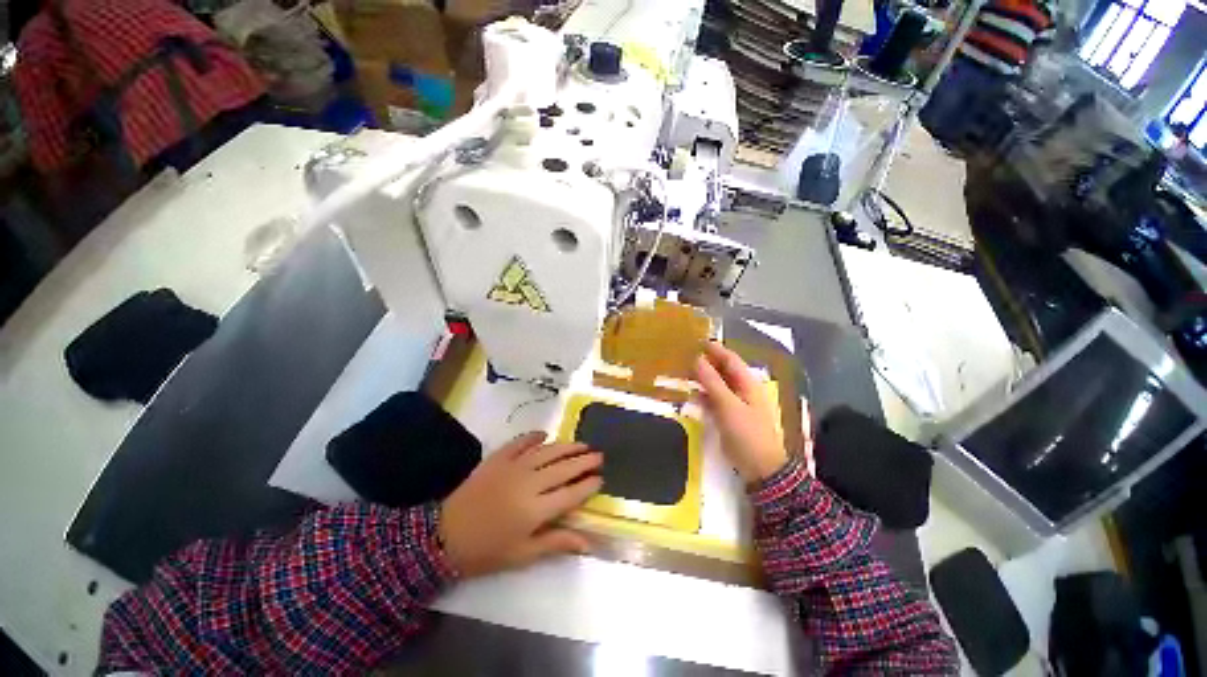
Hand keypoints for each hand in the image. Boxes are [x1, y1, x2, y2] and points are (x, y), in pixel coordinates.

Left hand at [439, 431, 602, 577]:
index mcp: (536, 510)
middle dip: (584, 461)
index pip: (571, 493)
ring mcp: (513, 467)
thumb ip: (556, 543)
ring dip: (567, 446)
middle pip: (564, 468)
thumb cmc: (487, 551)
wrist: (444, 536)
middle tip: (599, 456)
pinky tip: (544, 435)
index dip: (588, 485)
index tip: (601, 479)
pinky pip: (521, 442)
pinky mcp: (498, 458)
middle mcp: (529, 483)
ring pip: (548, 452)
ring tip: (582, 444)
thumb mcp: (523, 555)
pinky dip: (533, 437)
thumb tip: (587, 541)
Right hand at [695, 342, 790, 483]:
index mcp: (747, 383)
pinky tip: (690, 394)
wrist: (760, 468)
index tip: (697, 340)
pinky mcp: (728, 416)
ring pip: (716, 385)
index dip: (715, 349)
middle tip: (684, 355)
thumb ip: (712, 382)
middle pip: (723, 371)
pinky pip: (713, 400)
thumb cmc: (747, 433)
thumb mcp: (728, 405)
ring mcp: (735, 403)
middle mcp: (742, 390)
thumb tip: (697, 359)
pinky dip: (702, 395)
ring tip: (682, 371)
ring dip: (701, 378)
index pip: (730, 359)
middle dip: (706, 362)